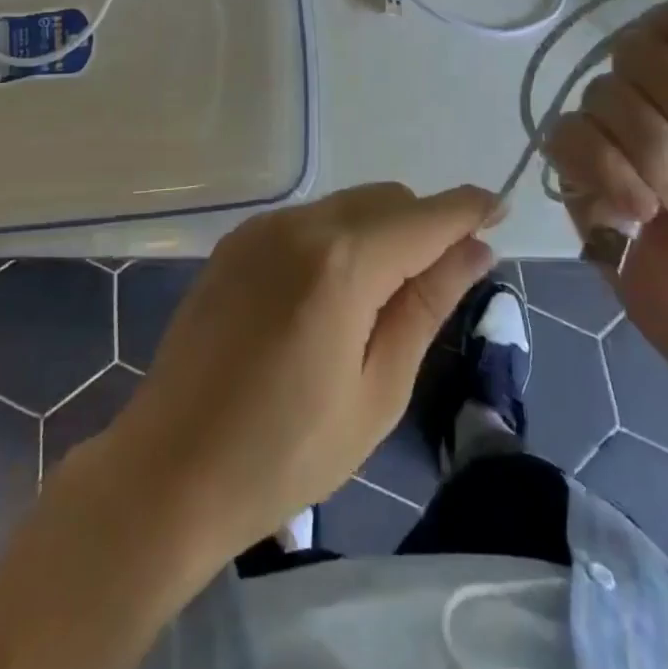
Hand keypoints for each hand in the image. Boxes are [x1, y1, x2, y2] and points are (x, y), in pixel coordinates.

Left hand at [84, 183, 494, 563]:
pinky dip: (339, 238)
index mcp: (342, 262)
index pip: (424, 216)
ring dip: (381, 231)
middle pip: (386, 198)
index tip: (499, 209)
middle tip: (438, 282)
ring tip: (378, 301)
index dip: (467, 208)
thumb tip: (475, 249)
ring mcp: (262, 228)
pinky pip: (309, 219)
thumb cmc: (285, 451)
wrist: (168, 470)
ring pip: (347, 204)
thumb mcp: (377, 390)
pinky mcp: (237, 241)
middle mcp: (300, 224)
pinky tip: (328, 296)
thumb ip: (426, 304)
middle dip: (424, 225)